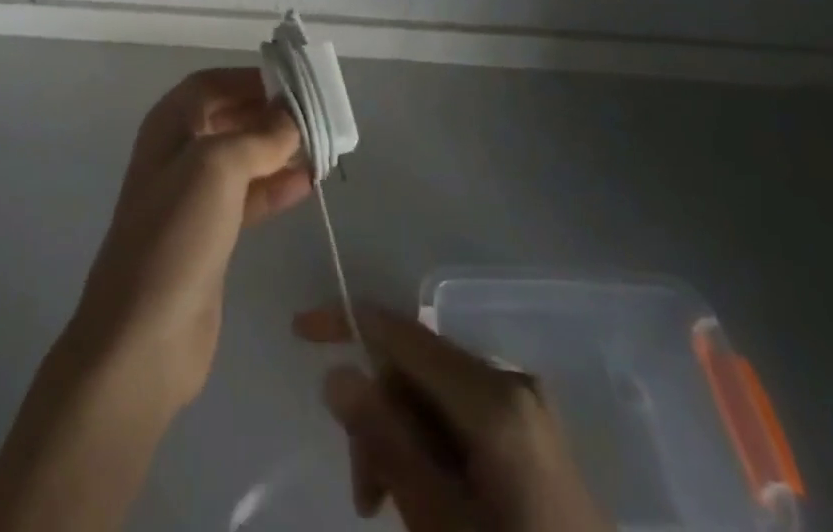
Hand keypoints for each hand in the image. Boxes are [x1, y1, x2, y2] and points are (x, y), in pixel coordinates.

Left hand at [69, 68, 311, 412]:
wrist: (143, 338)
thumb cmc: (176, 234)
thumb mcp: (217, 168)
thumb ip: (260, 136)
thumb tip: (293, 115)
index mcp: (169, 126)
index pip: (212, 84)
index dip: (250, 78)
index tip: (294, 82)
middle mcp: (178, 153)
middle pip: (229, 118)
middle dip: (269, 114)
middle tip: (317, 115)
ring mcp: (192, 197)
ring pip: (242, 158)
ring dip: (278, 150)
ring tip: (322, 147)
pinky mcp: (210, 236)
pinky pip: (247, 197)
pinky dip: (275, 187)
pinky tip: (308, 184)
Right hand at [295, 303, 610, 531]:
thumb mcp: (439, 523)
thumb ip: (385, 441)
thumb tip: (336, 373)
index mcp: (492, 396)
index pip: (401, 333)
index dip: (347, 322)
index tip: (299, 330)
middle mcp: (511, 382)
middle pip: (417, 370)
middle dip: (380, 418)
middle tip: (364, 497)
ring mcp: (527, 410)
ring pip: (437, 399)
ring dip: (403, 443)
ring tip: (389, 508)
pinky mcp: (533, 439)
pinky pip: (464, 421)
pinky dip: (434, 451)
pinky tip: (429, 501)